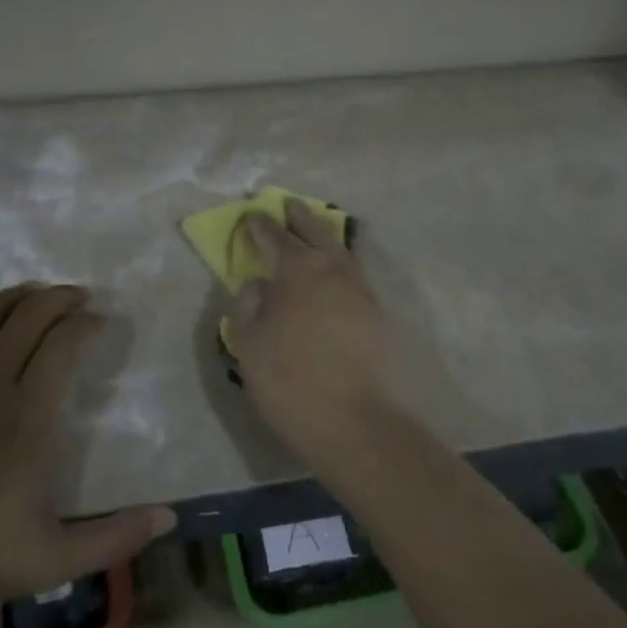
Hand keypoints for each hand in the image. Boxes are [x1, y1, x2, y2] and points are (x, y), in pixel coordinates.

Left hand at [0, 285, 174, 627]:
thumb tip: (170, 517)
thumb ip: (115, 537)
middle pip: (26, 317)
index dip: (86, 324)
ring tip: (33, 297)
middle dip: (57, 298)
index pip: (63, 345)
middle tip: (77, 298)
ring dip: (13, 298)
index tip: (100, 324)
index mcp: (25, 418)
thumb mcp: (54, 560)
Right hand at [228, 203, 398, 471]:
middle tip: (288, 204)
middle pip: (315, 231)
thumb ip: (250, 307)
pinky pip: (354, 274)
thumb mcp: (250, 345)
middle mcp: (333, 270)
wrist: (353, 422)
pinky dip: (340, 264)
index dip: (260, 226)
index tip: (250, 216)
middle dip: (299, 217)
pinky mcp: (376, 314)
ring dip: (324, 236)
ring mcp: (360, 290)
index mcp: (298, 270)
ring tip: (314, 232)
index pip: (275, 237)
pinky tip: (334, 273)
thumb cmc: (290, 380)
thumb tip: (258, 285)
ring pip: (341, 251)